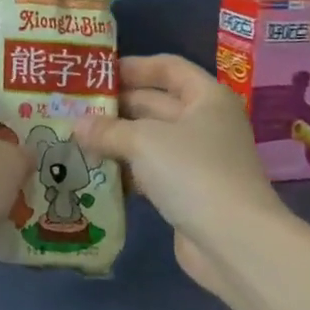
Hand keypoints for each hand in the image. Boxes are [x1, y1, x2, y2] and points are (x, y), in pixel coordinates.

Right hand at [71, 55, 285, 295]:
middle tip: (74, 107)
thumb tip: (77, 125)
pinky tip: (94, 171)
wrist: (235, 243)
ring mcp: (198, 159)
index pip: (168, 67)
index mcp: (206, 97)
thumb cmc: (193, 172)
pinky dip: (126, 169)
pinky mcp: (188, 191)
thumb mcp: (143, 142)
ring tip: (76, 138)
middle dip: (117, 106)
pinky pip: (151, 170)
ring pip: (150, 139)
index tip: (98, 71)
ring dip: (117, 139)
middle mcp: (205, 123)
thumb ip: (108, 129)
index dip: (134, 66)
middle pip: (156, 103)